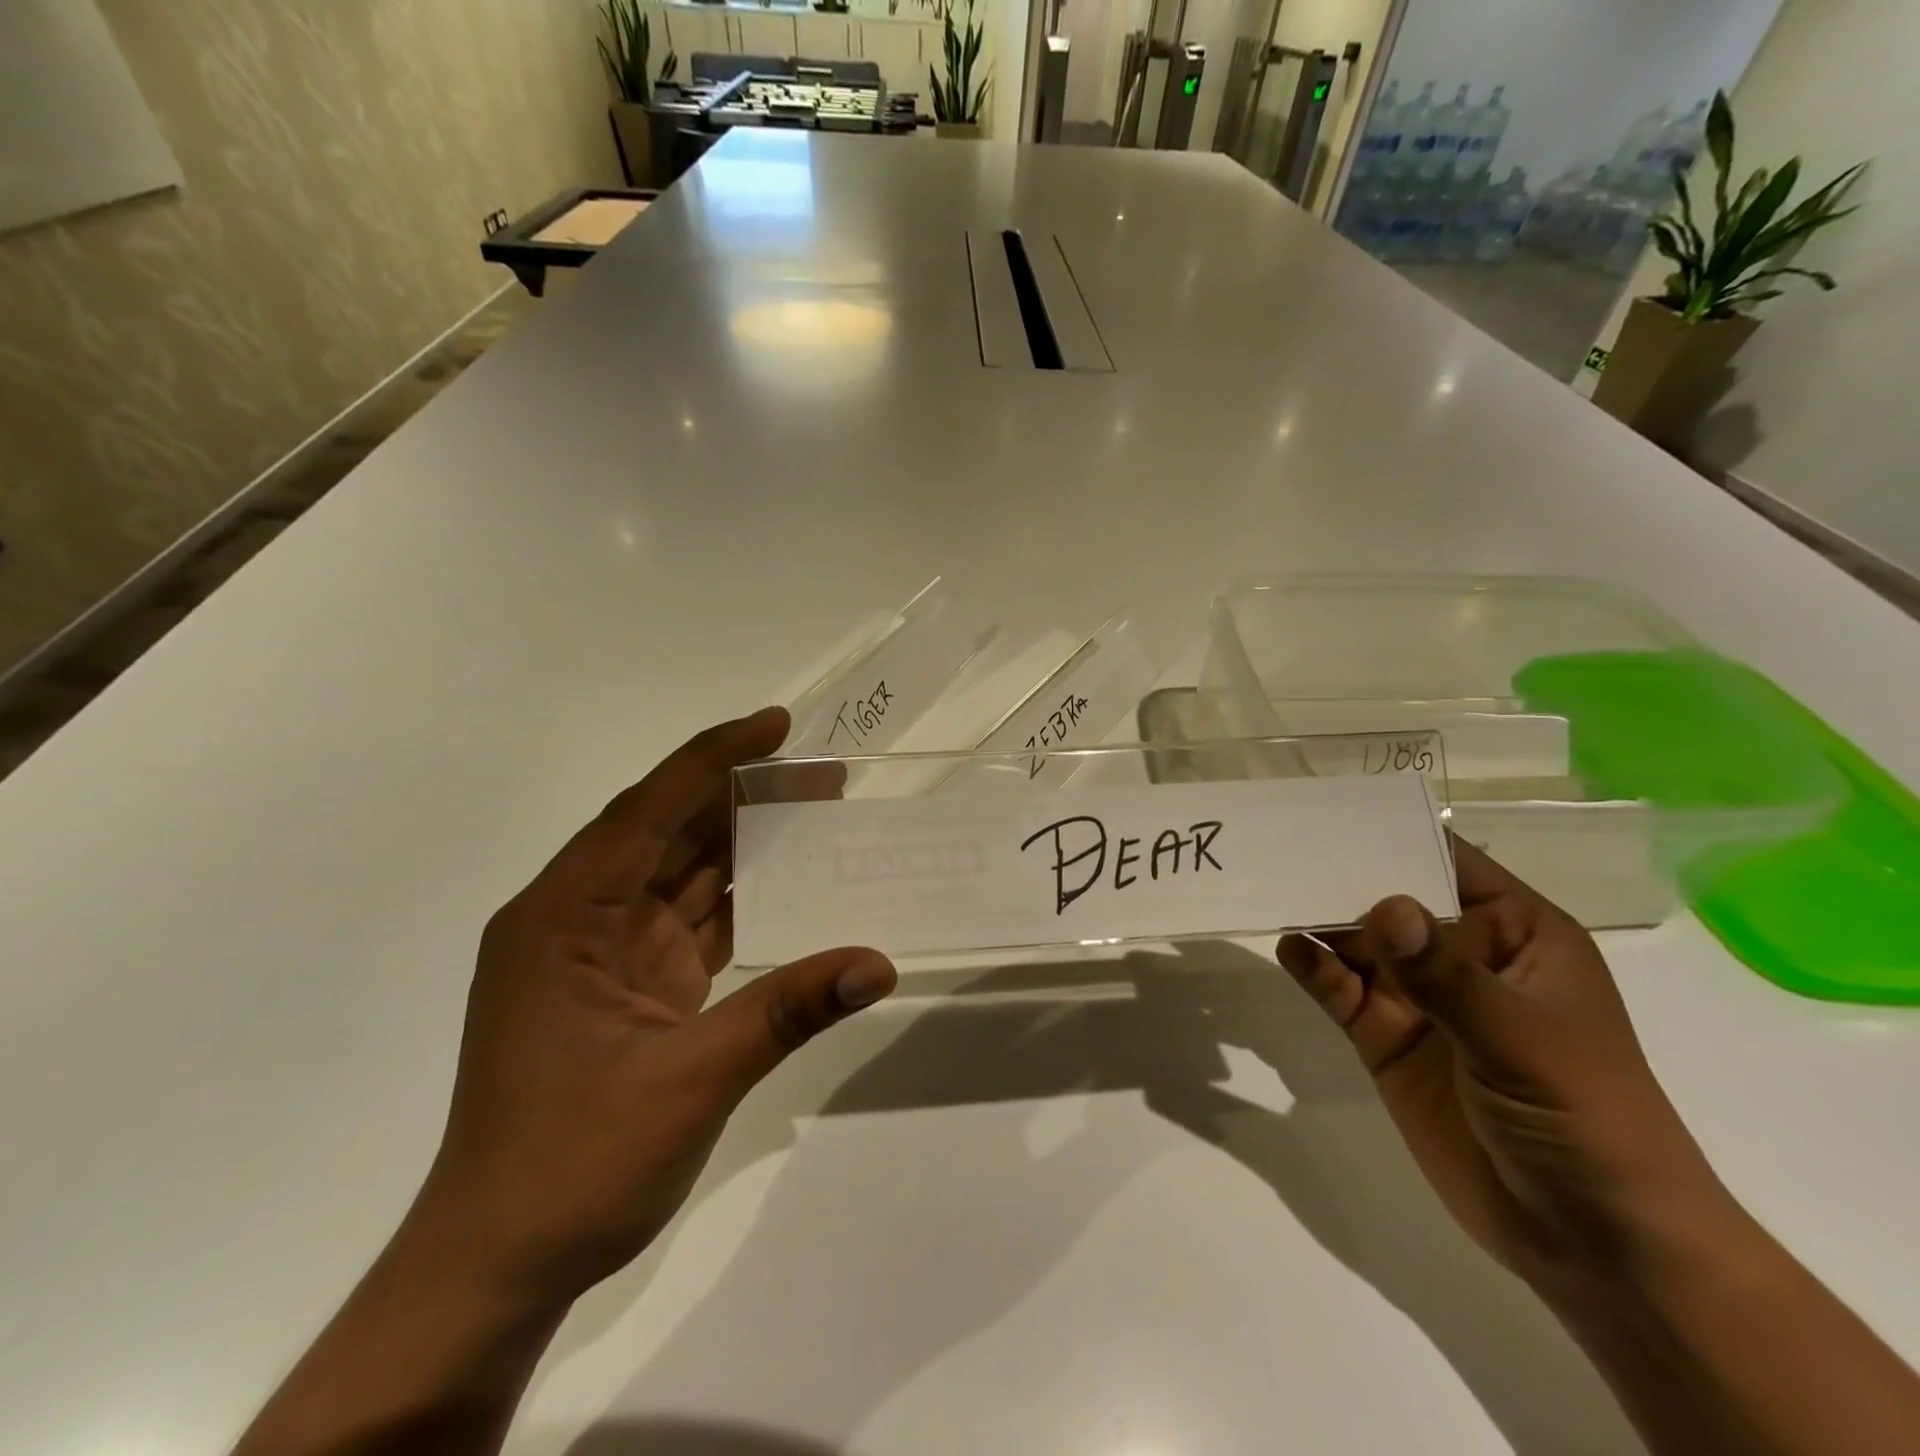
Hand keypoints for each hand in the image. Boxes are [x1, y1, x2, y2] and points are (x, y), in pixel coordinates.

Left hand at [410, 707, 896, 1313]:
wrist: (500, 1265)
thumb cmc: (571, 1165)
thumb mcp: (686, 1082)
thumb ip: (785, 1012)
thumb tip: (878, 963)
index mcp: (562, 917)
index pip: (647, 810)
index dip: (714, 759)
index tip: (776, 726)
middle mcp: (577, 919)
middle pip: (667, 833)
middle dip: (741, 796)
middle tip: (819, 775)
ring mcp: (603, 954)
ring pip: (682, 875)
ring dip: (744, 845)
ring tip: (815, 815)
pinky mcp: (630, 987)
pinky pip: (692, 922)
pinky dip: (741, 900)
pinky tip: (791, 887)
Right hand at [1277, 839, 1731, 1288]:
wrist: (1593, 1245)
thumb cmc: (1587, 1119)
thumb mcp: (1522, 1039)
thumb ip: (1447, 975)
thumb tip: (1384, 906)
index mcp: (1514, 934)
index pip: (1447, 863)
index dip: (1395, 834)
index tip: (1331, 810)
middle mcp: (1460, 956)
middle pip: (1389, 900)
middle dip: (1340, 877)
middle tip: (1279, 848)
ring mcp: (1420, 999)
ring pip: (1357, 943)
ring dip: (1318, 920)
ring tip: (1271, 892)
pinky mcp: (1386, 1039)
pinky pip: (1341, 990)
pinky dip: (1314, 968)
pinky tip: (1290, 949)